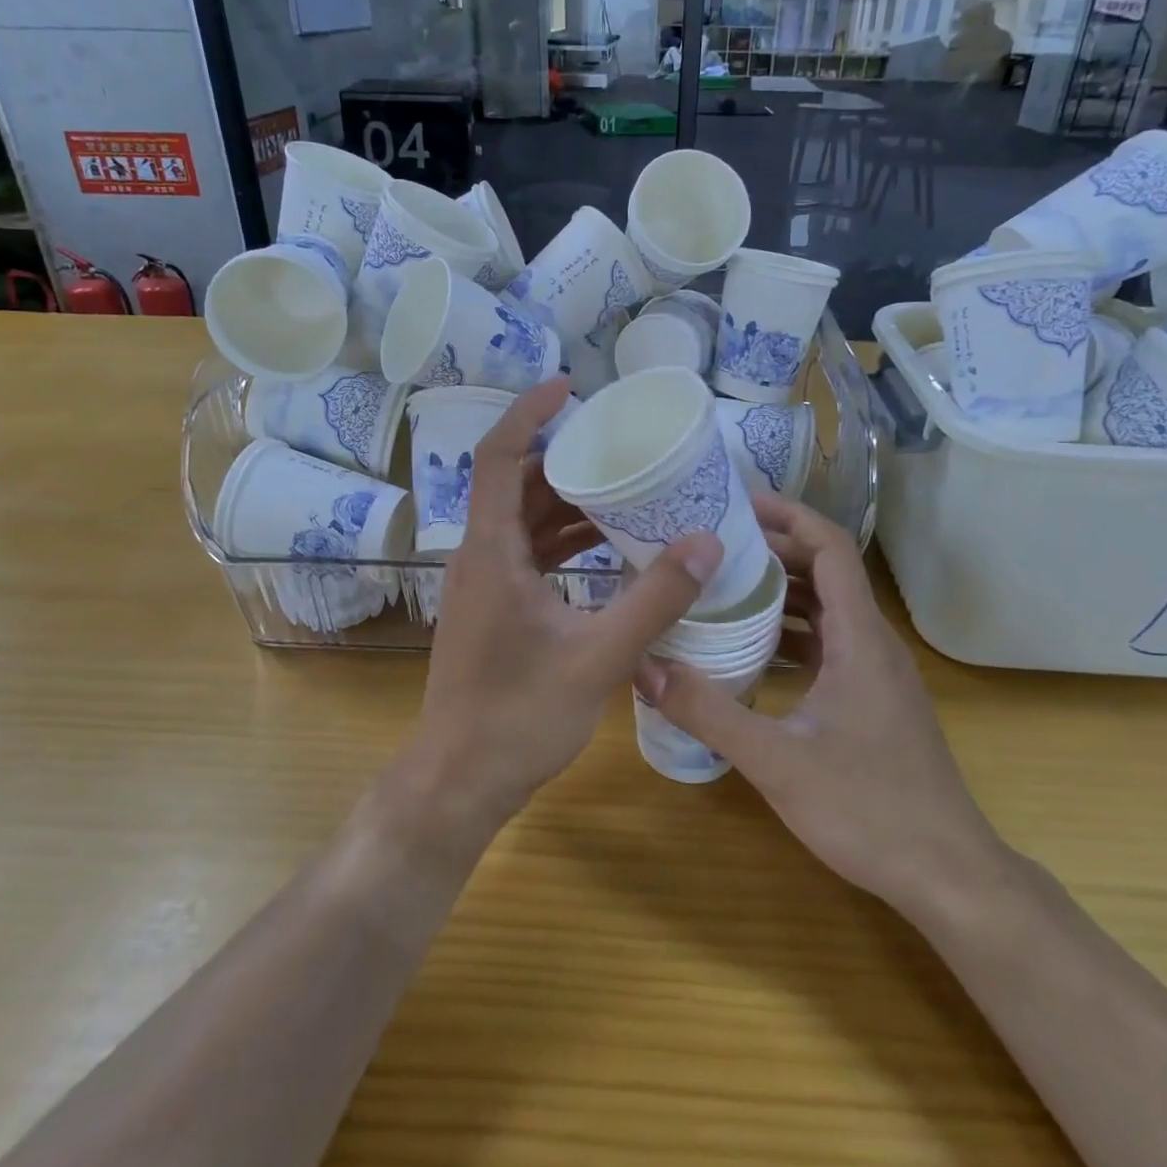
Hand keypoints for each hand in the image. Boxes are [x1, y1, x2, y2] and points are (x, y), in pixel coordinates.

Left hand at [404, 378, 722, 837]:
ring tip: (625, 488)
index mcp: (490, 552)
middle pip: (513, 483)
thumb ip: (655, 599)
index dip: (527, 413)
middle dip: (562, 456)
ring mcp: (482, 584)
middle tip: (617, 442)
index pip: (496, 456)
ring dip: (566, 501)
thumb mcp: (598, 657)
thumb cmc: (519, 718)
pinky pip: (526, 553)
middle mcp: (479, 557)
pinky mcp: (493, 609)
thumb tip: (707, 541)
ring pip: (521, 520)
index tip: (567, 386)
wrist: (459, 781)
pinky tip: (607, 547)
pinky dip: (562, 540)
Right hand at [636, 493, 999, 915]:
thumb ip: (708, 711)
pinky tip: (751, 652)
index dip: (789, 516)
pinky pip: (829, 644)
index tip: (739, 503)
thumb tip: (644, 667)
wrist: (949, 876)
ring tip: (723, 587)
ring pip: (827, 610)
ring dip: (781, 592)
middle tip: (714, 544)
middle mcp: (872, 643)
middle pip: (826, 572)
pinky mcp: (872, 700)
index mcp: (860, 638)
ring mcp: (876, 673)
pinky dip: (791, 633)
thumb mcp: (776, 760)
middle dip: (774, 550)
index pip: (830, 547)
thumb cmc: (869, 809)